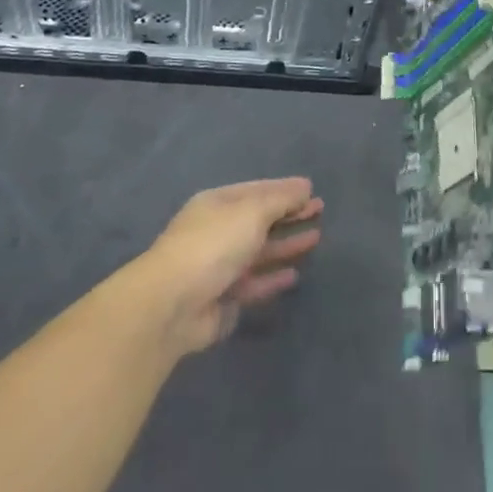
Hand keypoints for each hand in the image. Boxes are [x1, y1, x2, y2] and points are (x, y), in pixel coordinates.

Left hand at [140, 178, 323, 354]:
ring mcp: (219, 266)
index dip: (285, 189)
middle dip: (289, 214)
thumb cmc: (213, 245)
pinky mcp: (223, 298)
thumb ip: (281, 199)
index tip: (312, 190)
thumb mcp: (252, 212)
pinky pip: (255, 283)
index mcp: (218, 204)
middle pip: (260, 219)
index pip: (257, 190)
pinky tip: (296, 274)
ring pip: (260, 252)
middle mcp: (218, 231)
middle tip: (320, 210)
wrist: (172, 304)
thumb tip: (304, 187)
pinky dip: (274, 277)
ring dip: (286, 245)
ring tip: (316, 238)